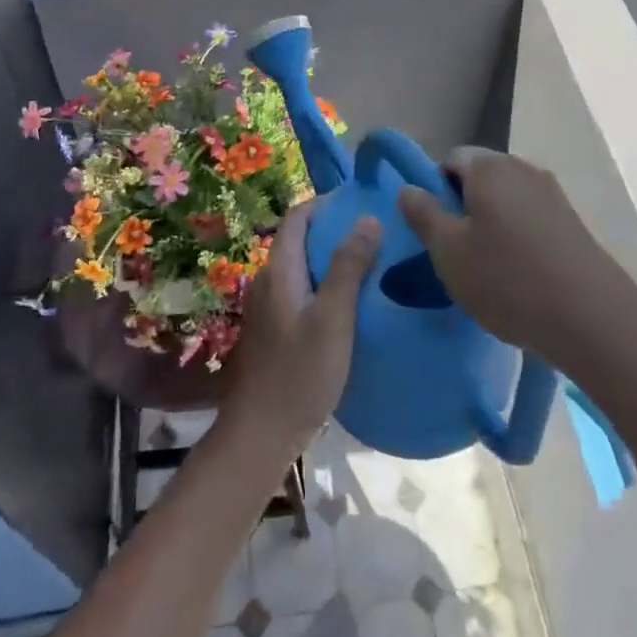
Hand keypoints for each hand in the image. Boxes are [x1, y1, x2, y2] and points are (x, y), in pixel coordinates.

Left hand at [222, 202, 380, 457]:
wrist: (262, 433)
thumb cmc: (300, 373)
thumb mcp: (333, 318)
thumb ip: (348, 267)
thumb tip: (367, 218)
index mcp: (279, 271)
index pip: (296, 218)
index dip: (324, 204)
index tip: (359, 203)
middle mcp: (268, 281)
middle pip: (299, 241)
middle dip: (333, 231)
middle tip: (374, 234)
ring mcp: (268, 308)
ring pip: (301, 269)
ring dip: (330, 260)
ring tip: (369, 265)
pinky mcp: (274, 330)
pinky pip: (301, 292)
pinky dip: (324, 286)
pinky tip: (349, 305)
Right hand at [397, 147, 635, 362]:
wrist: (593, 319)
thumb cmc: (507, 280)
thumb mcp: (448, 251)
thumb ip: (423, 214)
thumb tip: (408, 188)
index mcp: (489, 167)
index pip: (450, 160)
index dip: (435, 191)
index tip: (435, 231)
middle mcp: (523, 169)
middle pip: (480, 178)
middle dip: (463, 208)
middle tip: (456, 253)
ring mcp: (553, 194)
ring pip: (506, 200)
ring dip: (491, 225)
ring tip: (487, 270)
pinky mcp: (573, 222)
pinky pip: (531, 219)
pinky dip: (518, 238)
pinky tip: (519, 276)